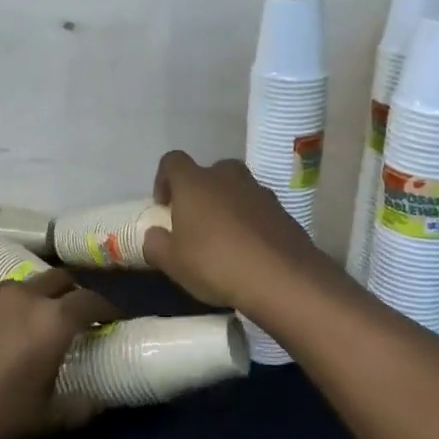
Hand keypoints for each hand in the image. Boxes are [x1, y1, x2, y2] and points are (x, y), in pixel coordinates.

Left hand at [0, 270, 118, 438]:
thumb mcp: (46, 420)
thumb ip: (80, 408)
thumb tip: (97, 402)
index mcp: (53, 321)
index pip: (91, 300)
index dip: (107, 308)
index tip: (112, 320)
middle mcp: (23, 298)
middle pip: (58, 279)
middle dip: (72, 292)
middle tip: (75, 315)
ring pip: (21, 285)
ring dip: (35, 296)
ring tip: (32, 319)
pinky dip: (0, 309)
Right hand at [142, 150, 332, 311]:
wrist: (282, 278)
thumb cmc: (215, 264)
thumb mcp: (172, 263)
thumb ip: (155, 244)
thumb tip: (155, 235)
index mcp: (194, 183)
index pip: (172, 161)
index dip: (164, 179)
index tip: (164, 206)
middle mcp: (226, 177)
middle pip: (208, 172)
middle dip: (200, 192)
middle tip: (196, 222)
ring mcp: (259, 191)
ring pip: (236, 189)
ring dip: (227, 205)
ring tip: (224, 239)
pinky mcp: (283, 210)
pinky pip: (258, 208)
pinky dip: (250, 221)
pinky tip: (249, 250)